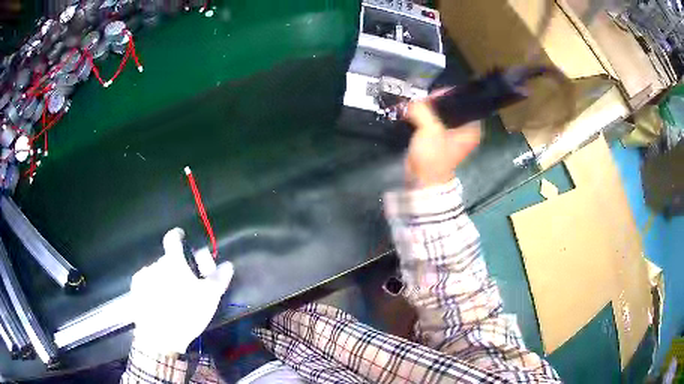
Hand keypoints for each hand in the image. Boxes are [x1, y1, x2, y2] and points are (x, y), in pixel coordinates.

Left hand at [130, 228, 233, 354]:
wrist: (159, 336)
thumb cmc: (186, 313)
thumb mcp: (209, 298)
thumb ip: (219, 279)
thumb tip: (228, 264)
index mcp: (173, 262)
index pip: (173, 239)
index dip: (178, 235)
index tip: (182, 237)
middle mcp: (155, 264)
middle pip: (167, 259)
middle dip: (176, 267)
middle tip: (185, 283)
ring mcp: (143, 277)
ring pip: (157, 271)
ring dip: (164, 278)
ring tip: (172, 297)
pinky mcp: (135, 290)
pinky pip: (147, 282)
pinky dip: (153, 286)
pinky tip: (159, 301)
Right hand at [404, 100, 481, 188]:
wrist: (422, 180)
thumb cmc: (433, 156)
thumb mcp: (430, 129)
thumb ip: (423, 110)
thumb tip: (415, 101)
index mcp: (471, 129)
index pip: (464, 103)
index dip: (450, 95)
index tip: (434, 93)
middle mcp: (465, 130)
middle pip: (452, 107)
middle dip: (437, 102)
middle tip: (423, 99)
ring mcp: (453, 135)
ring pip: (442, 113)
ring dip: (430, 109)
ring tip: (418, 105)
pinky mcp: (440, 138)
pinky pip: (435, 121)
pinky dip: (426, 117)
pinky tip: (416, 113)